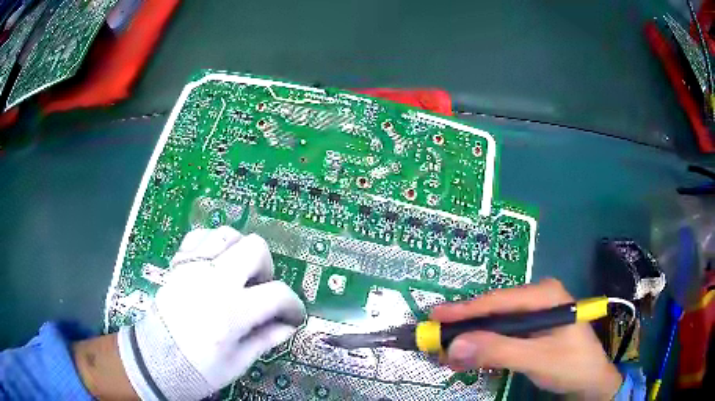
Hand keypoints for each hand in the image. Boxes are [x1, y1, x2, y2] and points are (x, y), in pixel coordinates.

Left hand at [118, 226, 305, 399]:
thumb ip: (265, 339)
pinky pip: (200, 237)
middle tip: (261, 288)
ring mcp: (193, 266)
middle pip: (255, 247)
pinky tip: (215, 264)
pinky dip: (213, 245)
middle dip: (266, 267)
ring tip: (239, 273)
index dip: (293, 305)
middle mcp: (214, 280)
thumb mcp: (238, 362)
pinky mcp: (179, 264)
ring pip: (227, 234)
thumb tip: (288, 326)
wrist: (156, 359)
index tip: (292, 316)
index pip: (278, 294)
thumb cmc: (199, 368)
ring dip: (240, 251)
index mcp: (233, 311)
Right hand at [431, 278, 621, 399]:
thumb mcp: (536, 359)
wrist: (590, 381)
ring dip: (472, 340)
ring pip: (496, 324)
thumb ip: (498, 351)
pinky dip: (484, 347)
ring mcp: (535, 314)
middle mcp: (538, 298)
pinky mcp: (531, 330)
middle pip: (494, 310)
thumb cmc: (571, 365)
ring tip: (448, 353)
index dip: (465, 310)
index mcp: (545, 294)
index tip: (435, 317)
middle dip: (466, 327)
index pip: (499, 300)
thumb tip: (454, 346)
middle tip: (437, 339)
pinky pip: (502, 335)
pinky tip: (470, 357)